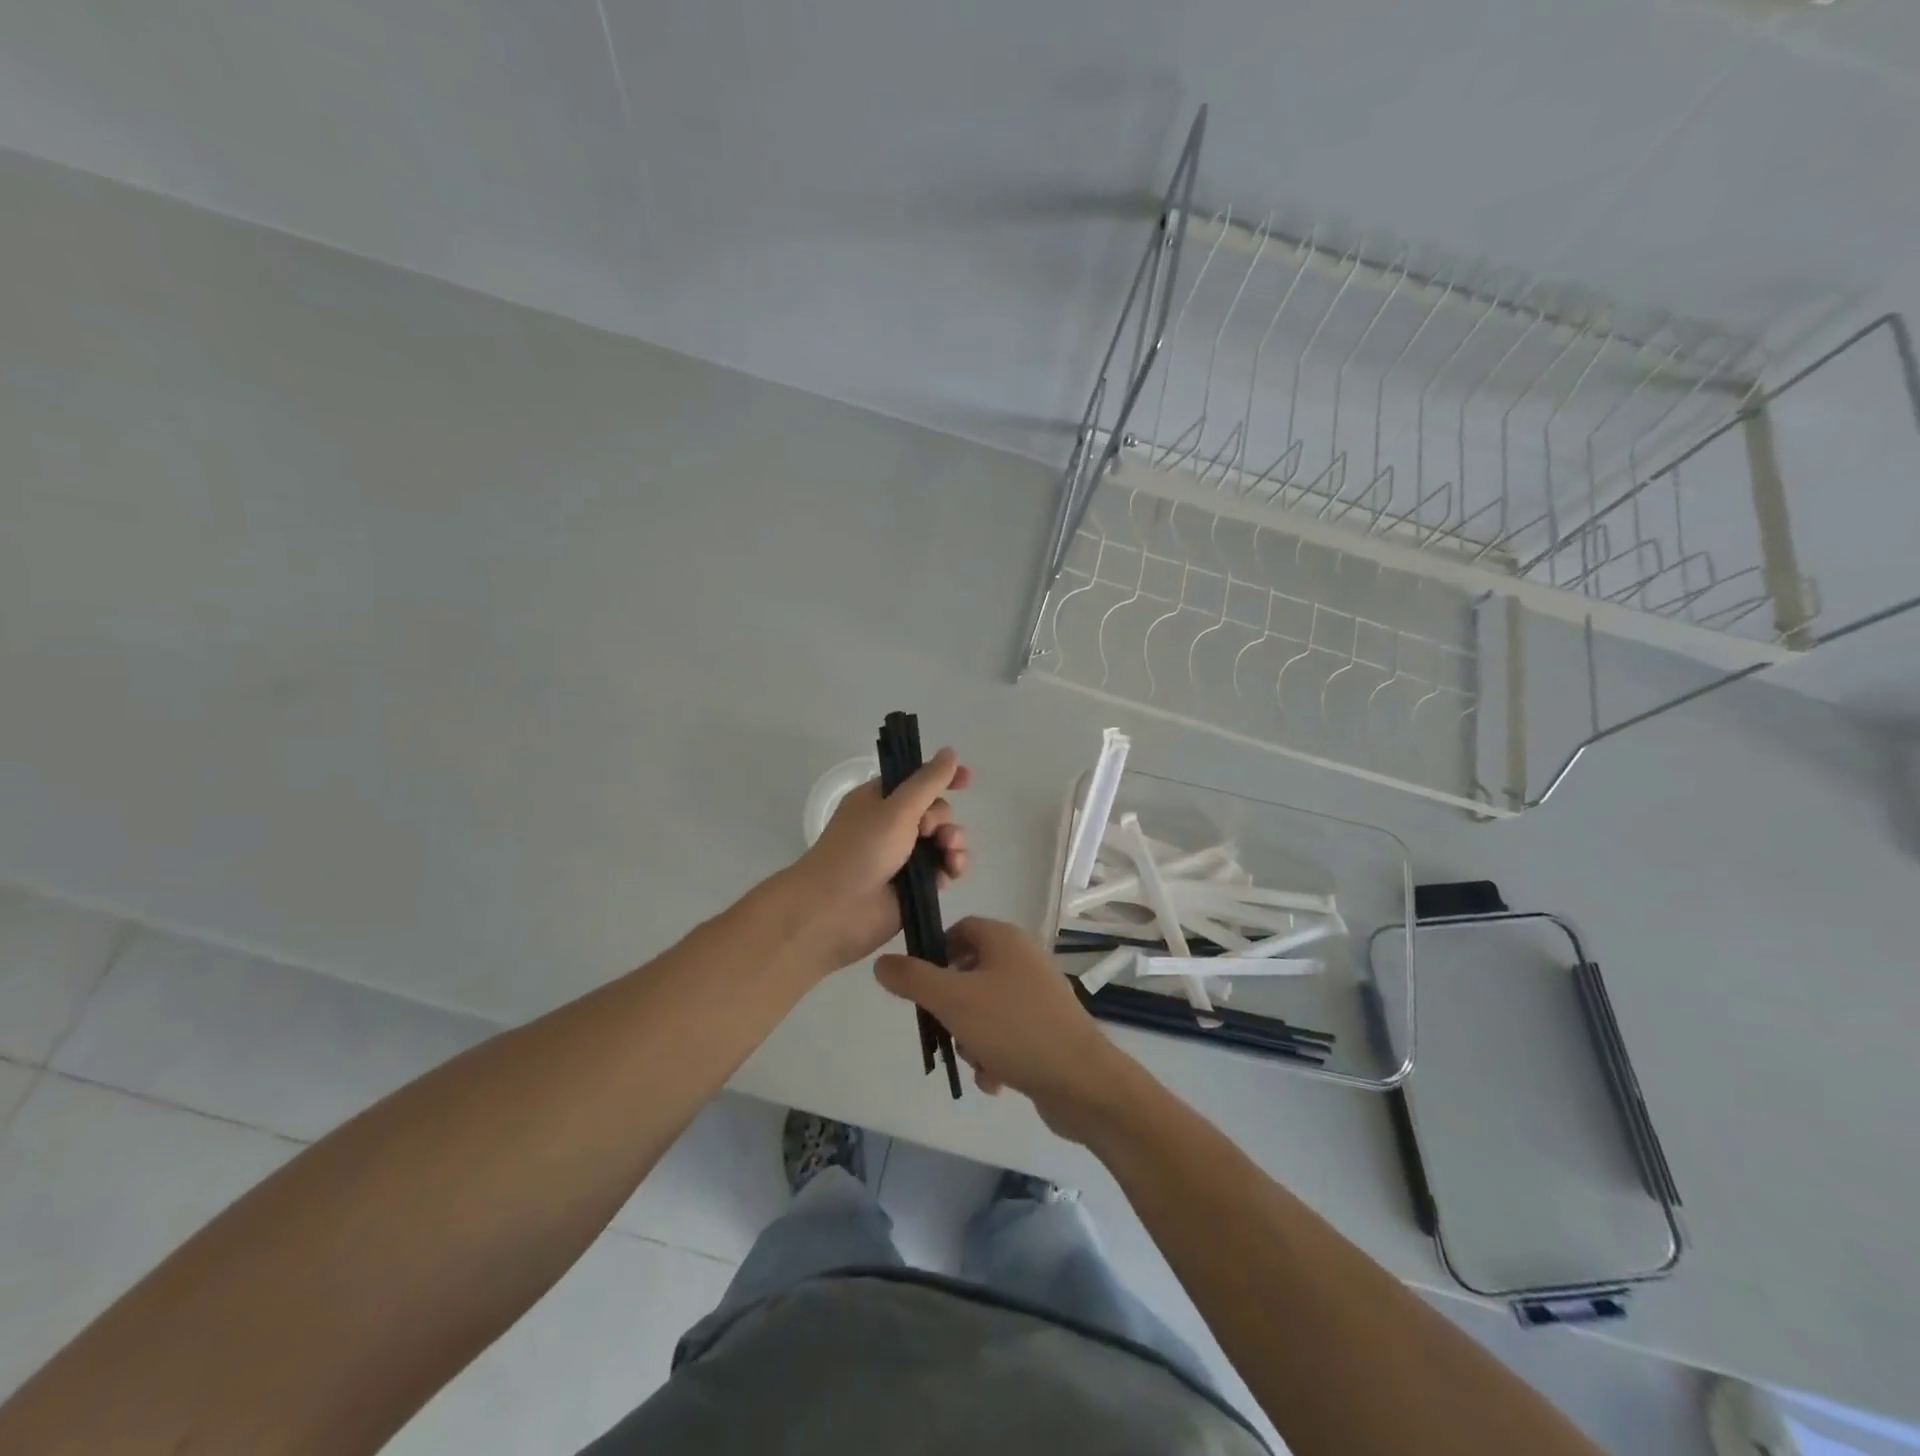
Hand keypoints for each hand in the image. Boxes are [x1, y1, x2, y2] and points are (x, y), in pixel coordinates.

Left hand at [793, 748, 971, 971]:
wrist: (838, 908)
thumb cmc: (862, 848)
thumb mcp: (897, 808)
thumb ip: (928, 781)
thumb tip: (950, 752)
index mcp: (880, 800)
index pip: (917, 780)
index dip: (943, 777)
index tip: (968, 779)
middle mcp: (892, 825)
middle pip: (936, 811)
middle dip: (944, 818)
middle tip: (930, 830)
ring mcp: (904, 857)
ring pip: (944, 841)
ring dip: (955, 842)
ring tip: (950, 852)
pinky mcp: (915, 885)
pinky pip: (944, 869)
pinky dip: (952, 866)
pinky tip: (953, 870)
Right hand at [875, 918, 1136, 1142]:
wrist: (1081, 1081)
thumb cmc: (1013, 1028)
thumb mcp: (952, 1000)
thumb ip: (912, 979)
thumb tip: (882, 962)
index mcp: (1005, 939)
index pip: (959, 930)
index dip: (934, 954)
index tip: (919, 986)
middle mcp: (1024, 959)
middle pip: (969, 972)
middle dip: (951, 1006)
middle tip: (944, 1029)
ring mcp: (1039, 995)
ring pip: (985, 1008)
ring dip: (971, 1037)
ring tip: (976, 1059)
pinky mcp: (1048, 1028)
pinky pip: (1007, 1034)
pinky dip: (994, 1054)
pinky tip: (994, 1080)